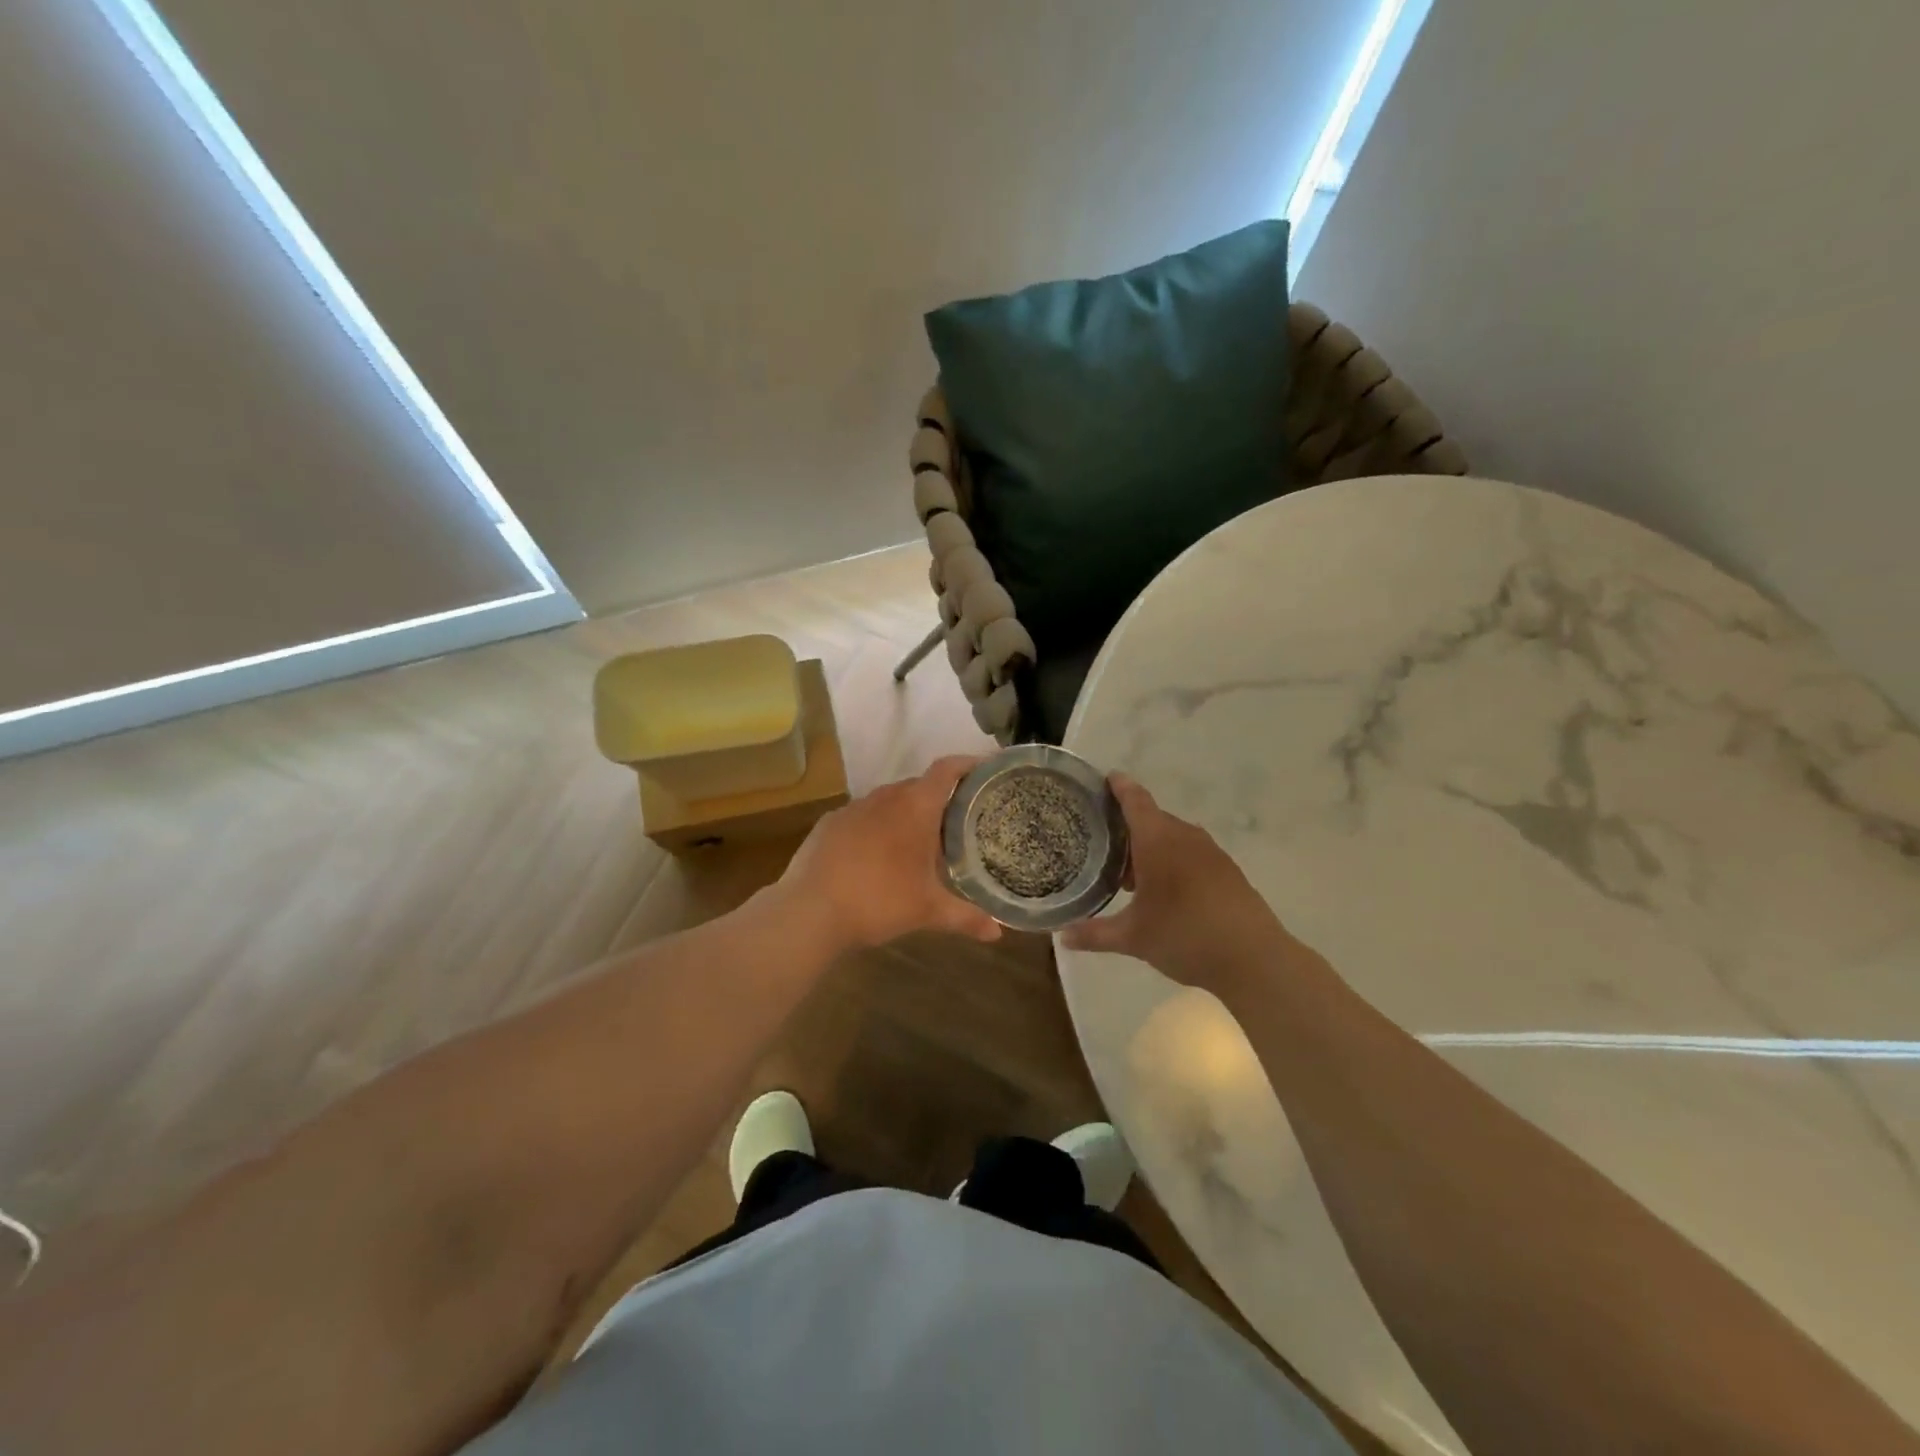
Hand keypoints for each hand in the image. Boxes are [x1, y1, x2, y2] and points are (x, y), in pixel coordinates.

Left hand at [777, 755, 1002, 948]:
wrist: (809, 911)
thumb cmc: (878, 901)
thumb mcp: (927, 910)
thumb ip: (965, 917)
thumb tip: (998, 933)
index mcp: (914, 807)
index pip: (947, 770)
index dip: (968, 763)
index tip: (986, 768)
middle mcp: (884, 797)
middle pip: (919, 785)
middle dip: (940, 797)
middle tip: (959, 818)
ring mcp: (852, 808)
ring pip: (889, 800)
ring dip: (906, 812)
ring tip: (920, 838)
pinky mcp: (829, 823)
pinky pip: (862, 815)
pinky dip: (877, 826)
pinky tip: (877, 853)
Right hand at [1059, 775, 1287, 987]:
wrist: (1254, 959)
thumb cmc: (1185, 935)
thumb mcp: (1133, 938)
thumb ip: (1095, 934)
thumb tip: (1063, 936)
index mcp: (1158, 840)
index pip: (1135, 800)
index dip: (1119, 787)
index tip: (1105, 778)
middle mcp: (1185, 837)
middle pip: (1152, 819)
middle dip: (1128, 828)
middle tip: (1102, 843)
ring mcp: (1211, 853)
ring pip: (1173, 838)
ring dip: (1151, 848)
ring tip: (1128, 874)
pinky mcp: (1227, 872)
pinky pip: (1191, 854)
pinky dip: (1172, 862)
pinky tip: (1163, 891)